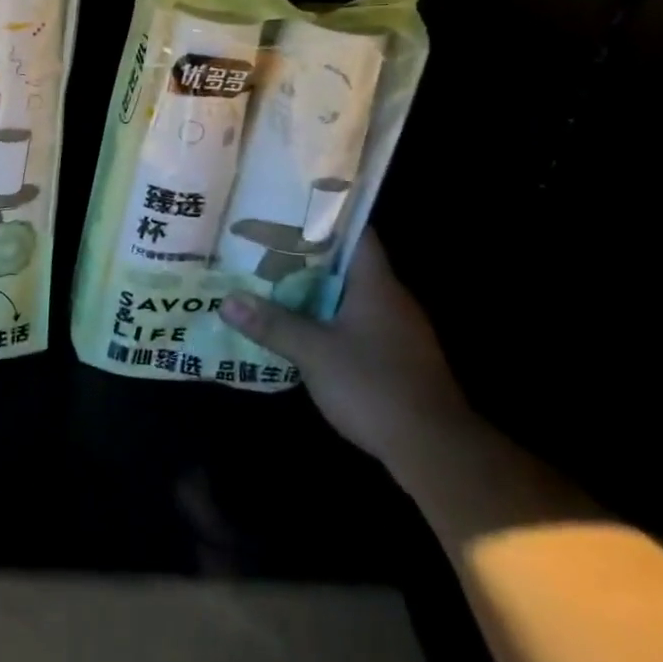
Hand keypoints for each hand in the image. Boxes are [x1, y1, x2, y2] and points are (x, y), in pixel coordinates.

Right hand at [218, 231, 470, 462]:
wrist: (435, 450)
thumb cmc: (375, 386)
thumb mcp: (314, 353)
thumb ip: (272, 325)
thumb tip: (226, 300)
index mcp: (377, 284)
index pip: (356, 233)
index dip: (324, 218)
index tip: (287, 211)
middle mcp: (391, 299)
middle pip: (347, 265)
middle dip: (307, 257)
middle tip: (264, 247)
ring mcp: (397, 331)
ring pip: (349, 297)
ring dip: (315, 292)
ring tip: (271, 284)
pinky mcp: (396, 359)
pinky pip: (356, 325)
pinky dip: (328, 321)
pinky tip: (300, 330)